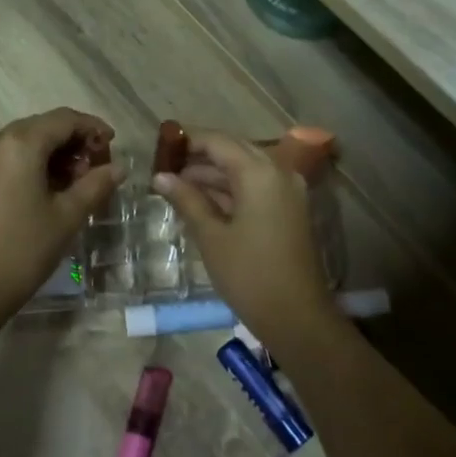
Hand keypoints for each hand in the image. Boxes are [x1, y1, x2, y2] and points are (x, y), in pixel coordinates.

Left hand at [0, 108, 124, 322]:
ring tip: (77, 183)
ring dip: (53, 154)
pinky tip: (49, 189)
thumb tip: (119, 167)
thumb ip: (96, 184)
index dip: (92, 127)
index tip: (113, 146)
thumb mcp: (67, 217)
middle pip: (42, 127)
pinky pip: (7, 157)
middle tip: (97, 168)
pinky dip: (32, 164)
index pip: (63, 119)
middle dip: (73, 142)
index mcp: (19, 144)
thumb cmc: (23, 251)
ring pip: (24, 142)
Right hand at [152, 129, 339, 345]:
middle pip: (234, 151)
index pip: (218, 141)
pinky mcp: (288, 209)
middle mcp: (278, 172)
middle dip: (199, 156)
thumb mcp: (211, 236)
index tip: (159, 146)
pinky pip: (255, 186)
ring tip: (175, 185)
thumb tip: (160, 176)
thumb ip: (186, 200)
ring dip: (213, 174)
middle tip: (165, 166)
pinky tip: (201, 200)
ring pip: (244, 169)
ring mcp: (287, 191)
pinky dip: (229, 189)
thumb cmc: (248, 274)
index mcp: (259, 172)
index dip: (187, 140)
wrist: (296, 316)